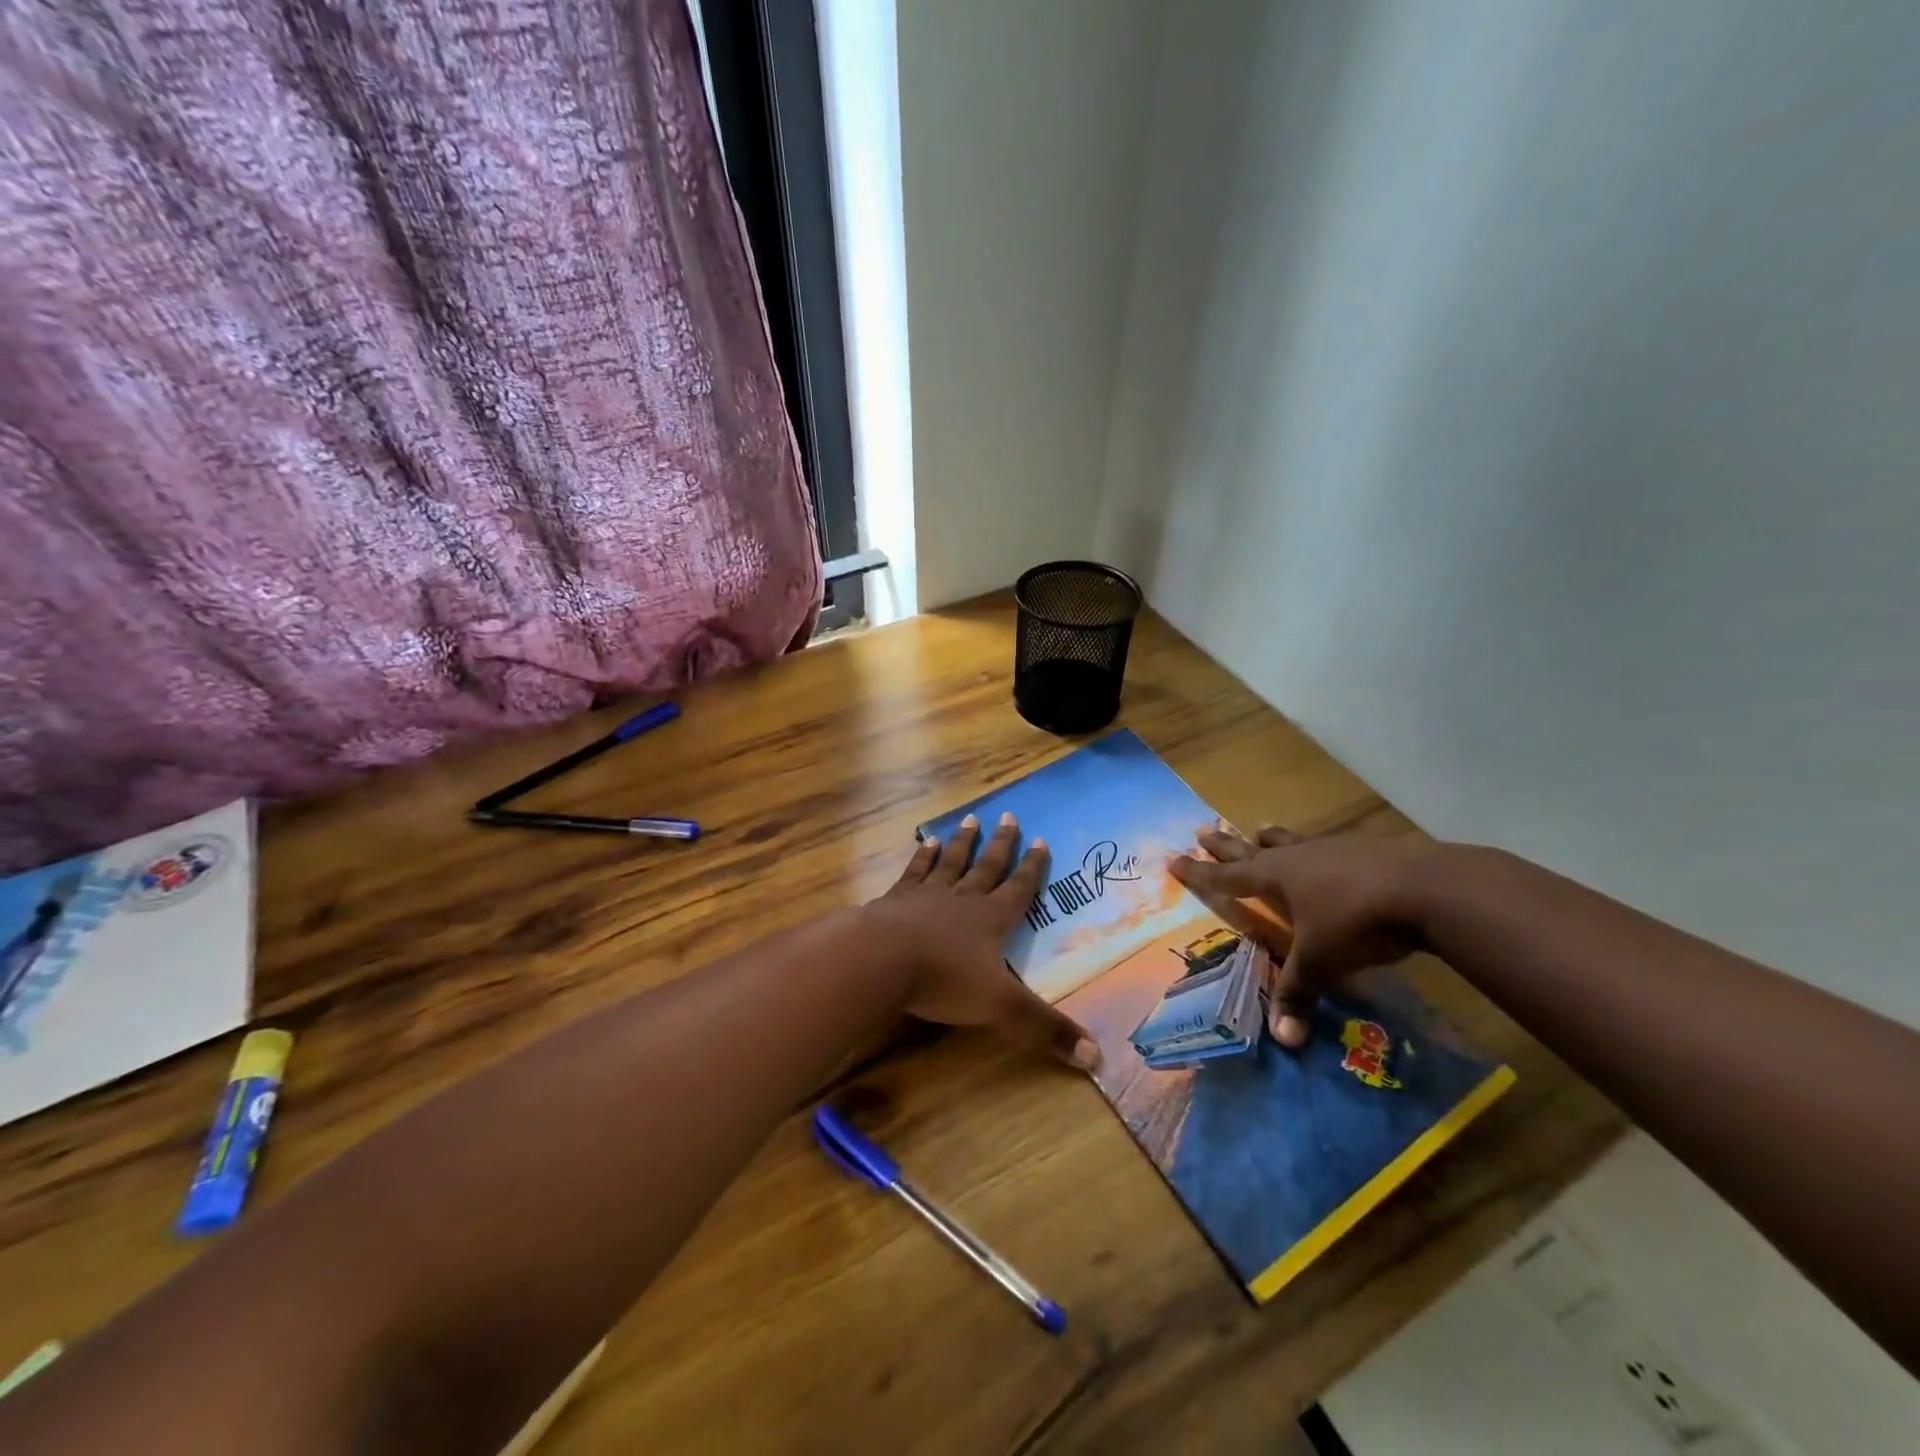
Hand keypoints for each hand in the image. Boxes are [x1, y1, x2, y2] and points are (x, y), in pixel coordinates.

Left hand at [867, 813, 1100, 1068]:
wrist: (882, 959)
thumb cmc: (945, 980)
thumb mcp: (1002, 1008)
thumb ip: (1045, 1030)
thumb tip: (1097, 1059)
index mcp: (992, 920)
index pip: (1019, 889)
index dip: (1032, 868)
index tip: (1041, 840)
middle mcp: (963, 899)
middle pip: (987, 866)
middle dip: (1001, 844)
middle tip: (1009, 815)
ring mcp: (927, 895)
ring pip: (951, 862)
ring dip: (962, 842)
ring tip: (970, 820)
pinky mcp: (896, 899)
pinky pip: (914, 871)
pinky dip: (921, 857)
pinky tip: (924, 842)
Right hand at [1170, 826, 1433, 1046]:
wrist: (1425, 888)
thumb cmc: (1357, 921)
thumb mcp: (1322, 962)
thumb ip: (1298, 994)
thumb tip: (1283, 1040)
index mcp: (1275, 877)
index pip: (1226, 876)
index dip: (1198, 872)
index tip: (1173, 858)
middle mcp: (1296, 857)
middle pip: (1250, 848)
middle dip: (1224, 844)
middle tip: (1202, 830)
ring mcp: (1332, 848)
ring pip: (1291, 840)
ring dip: (1272, 838)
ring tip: (1261, 829)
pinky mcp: (1365, 849)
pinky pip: (1328, 846)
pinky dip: (1317, 850)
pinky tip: (1329, 854)